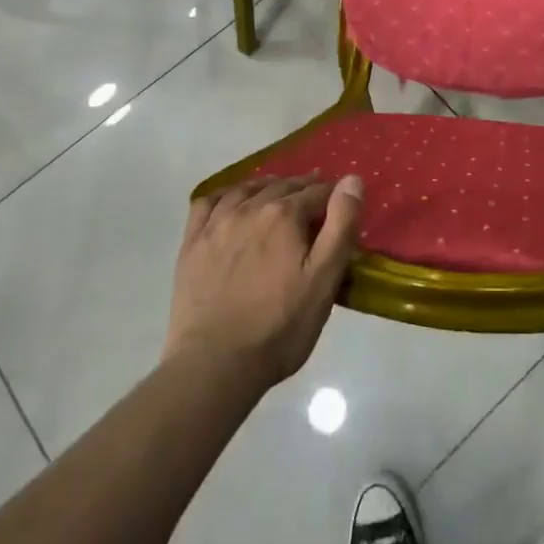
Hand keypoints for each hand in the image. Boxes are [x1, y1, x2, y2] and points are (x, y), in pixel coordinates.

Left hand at [164, 174, 362, 391]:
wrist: (215, 365)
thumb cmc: (280, 326)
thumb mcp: (324, 279)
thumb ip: (341, 225)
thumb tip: (352, 179)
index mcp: (284, 215)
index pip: (317, 192)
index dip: (333, 195)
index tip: (341, 203)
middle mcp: (249, 208)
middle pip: (283, 186)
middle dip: (303, 187)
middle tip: (316, 197)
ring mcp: (216, 225)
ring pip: (246, 189)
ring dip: (267, 186)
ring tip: (279, 192)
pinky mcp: (192, 244)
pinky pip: (207, 203)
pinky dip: (225, 194)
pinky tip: (232, 201)